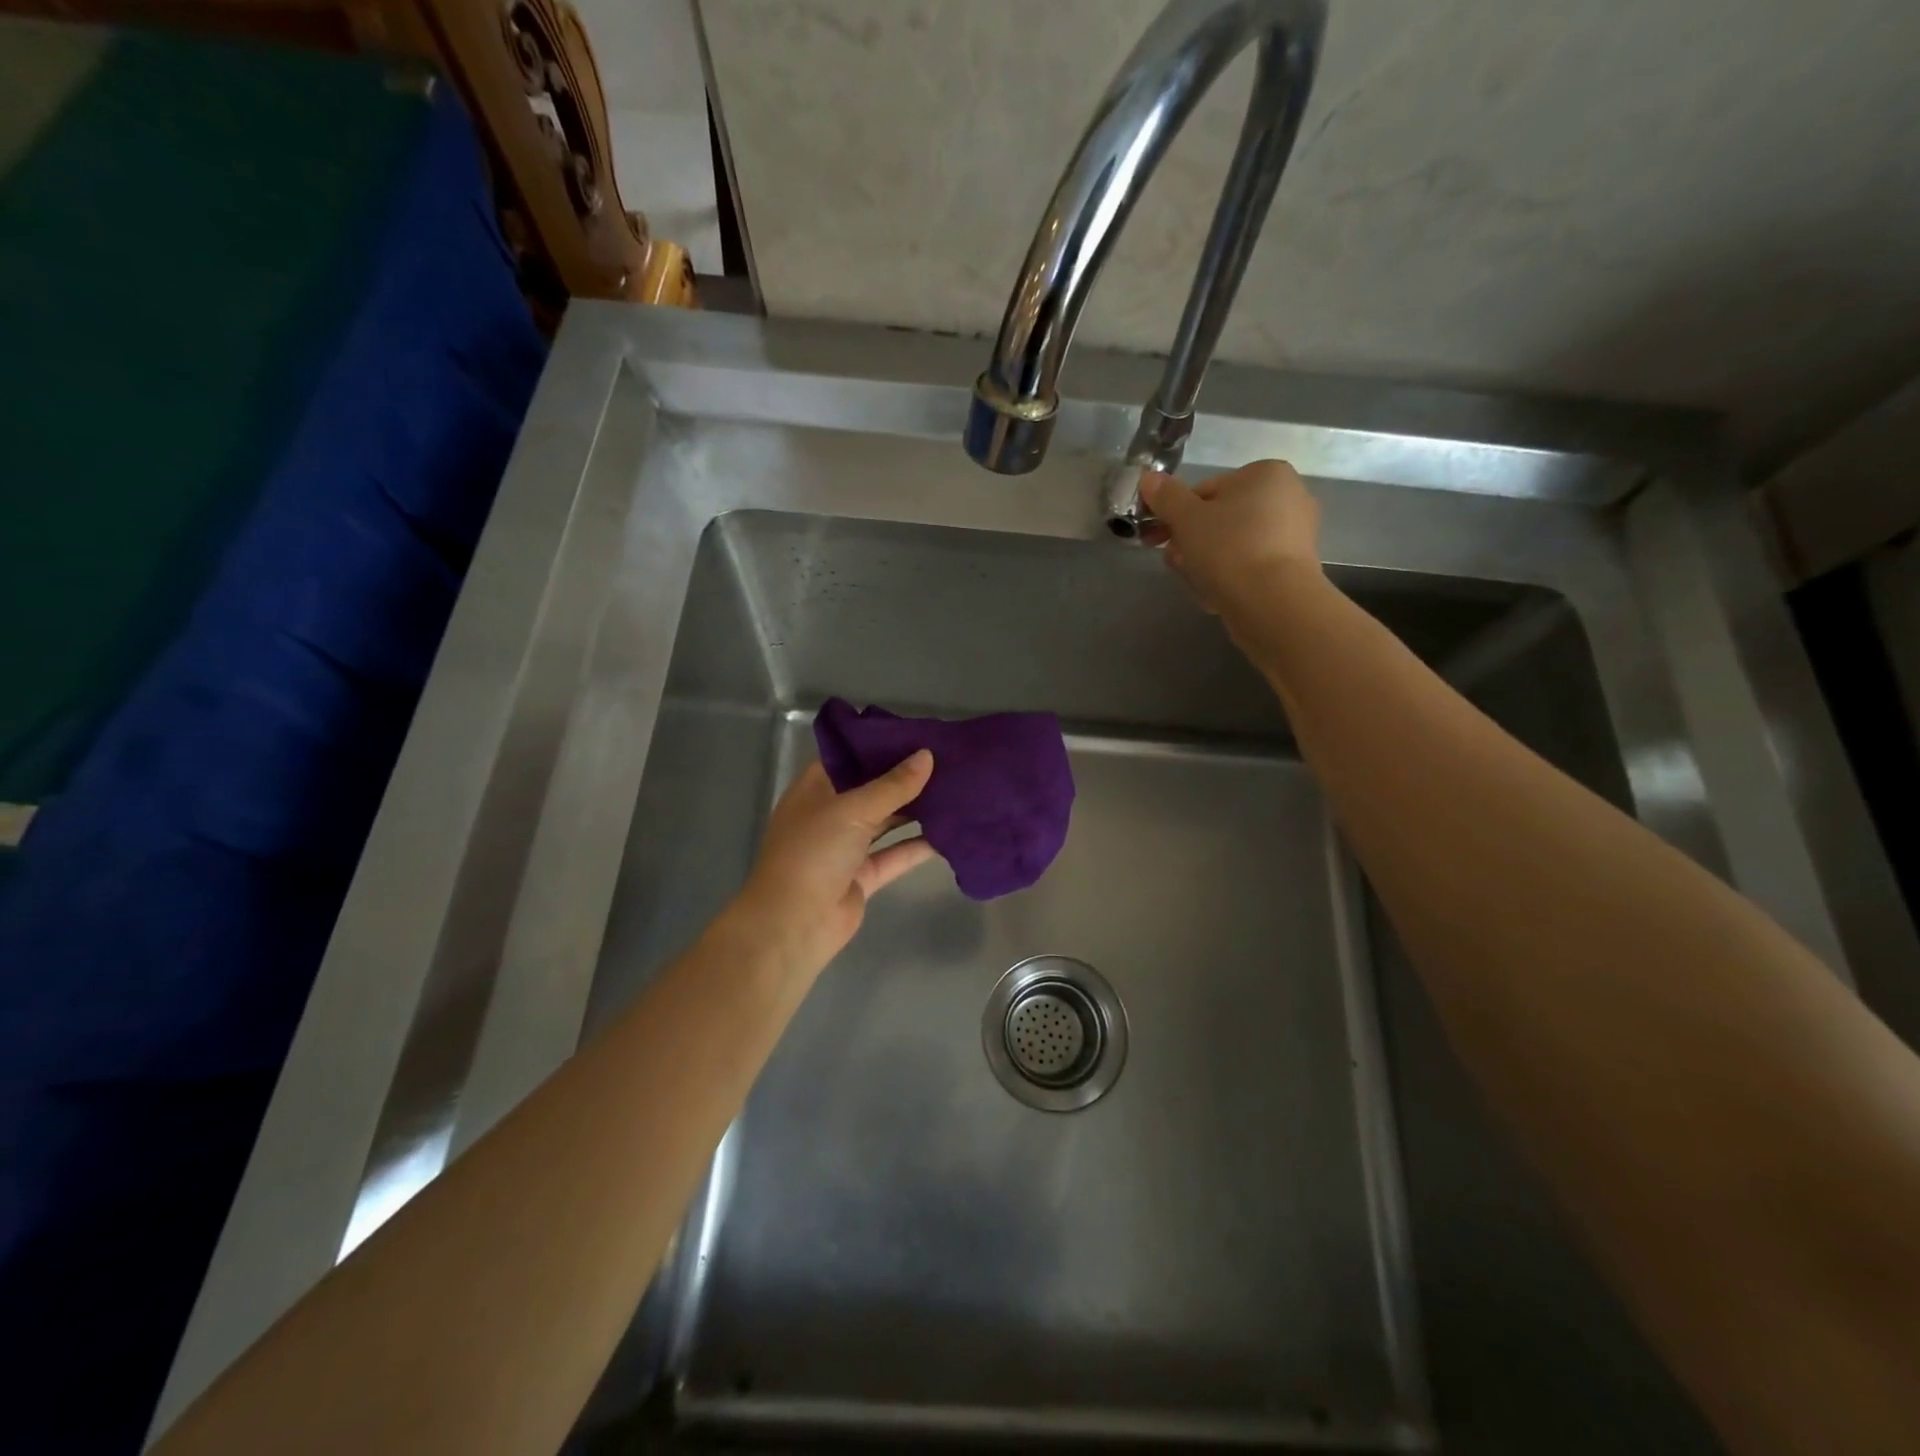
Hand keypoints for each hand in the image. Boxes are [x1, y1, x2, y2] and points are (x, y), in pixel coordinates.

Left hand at [728, 753, 936, 979]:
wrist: (794, 924)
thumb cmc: (813, 852)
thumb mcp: (852, 809)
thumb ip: (893, 785)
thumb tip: (927, 755)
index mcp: (815, 789)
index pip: (848, 757)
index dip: (878, 745)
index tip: (916, 734)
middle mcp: (829, 814)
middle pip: (871, 789)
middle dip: (904, 777)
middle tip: (946, 759)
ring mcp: (846, 846)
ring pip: (886, 822)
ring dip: (915, 810)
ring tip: (954, 789)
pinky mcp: (863, 875)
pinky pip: (895, 854)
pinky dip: (918, 845)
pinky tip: (950, 831)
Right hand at [1139, 460, 1323, 621]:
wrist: (1273, 603)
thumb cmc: (1229, 549)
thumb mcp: (1186, 518)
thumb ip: (1165, 496)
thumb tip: (1149, 478)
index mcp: (1266, 474)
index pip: (1206, 490)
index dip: (1175, 514)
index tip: (1158, 537)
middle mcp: (1288, 497)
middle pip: (1220, 520)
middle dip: (1191, 542)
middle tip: (1175, 562)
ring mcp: (1295, 535)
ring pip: (1232, 546)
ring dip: (1205, 563)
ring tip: (1195, 583)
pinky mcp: (1294, 569)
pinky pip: (1250, 568)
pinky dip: (1230, 578)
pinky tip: (1217, 596)